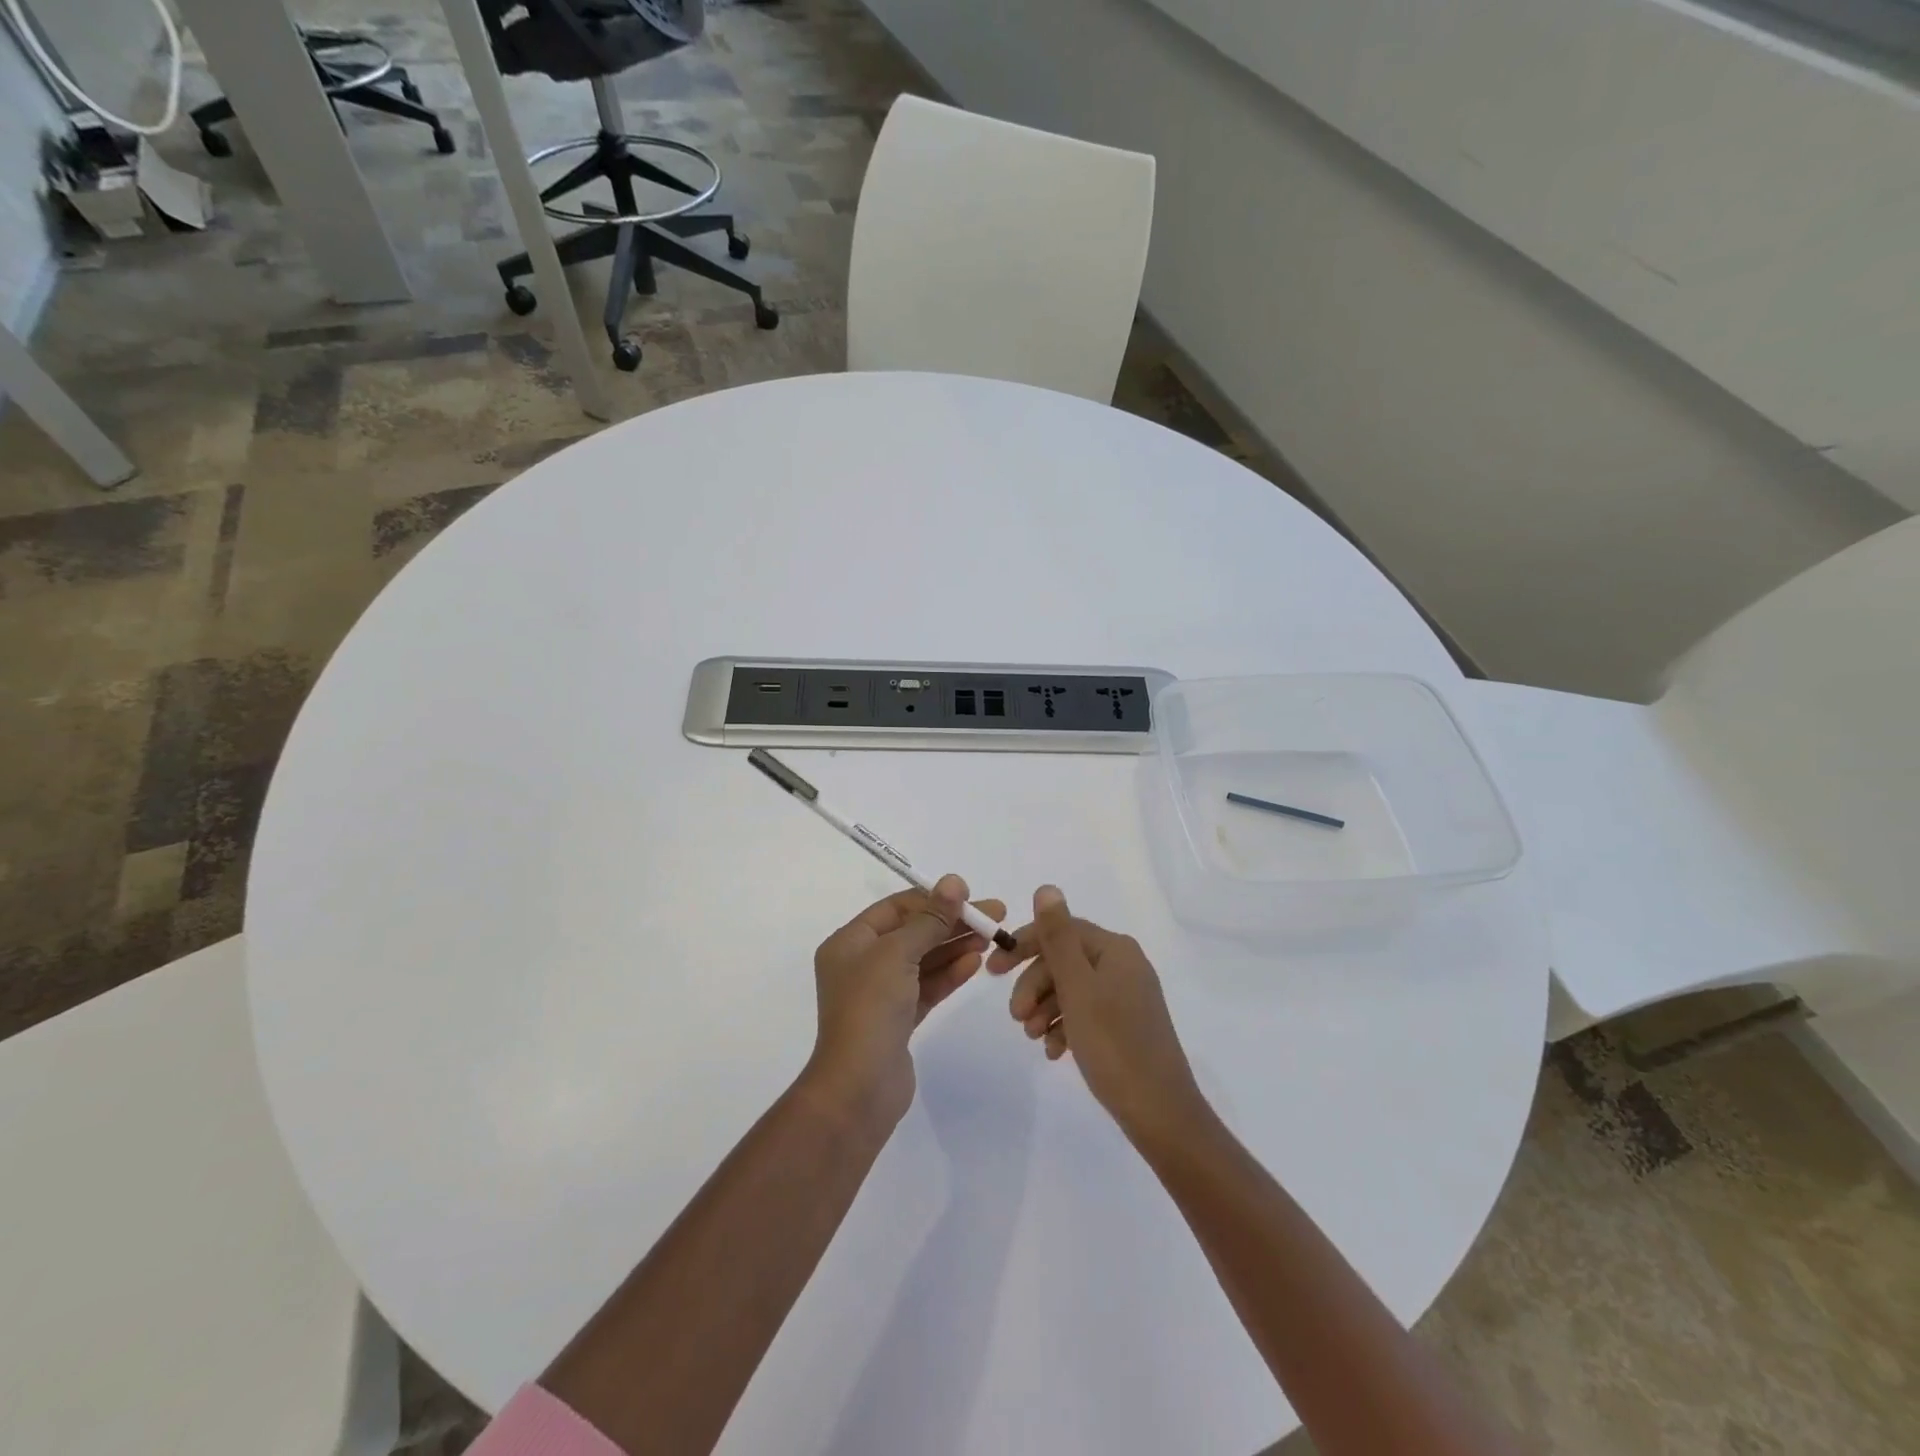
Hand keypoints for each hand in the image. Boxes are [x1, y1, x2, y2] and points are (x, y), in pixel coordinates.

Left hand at [805, 876, 1007, 1128]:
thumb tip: (953, 881)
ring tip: (992, 936)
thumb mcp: (899, 953)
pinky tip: (976, 962)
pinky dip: (950, 973)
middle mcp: (862, 963)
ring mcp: (880, 993)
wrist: (859, 1087)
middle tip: (995, 914)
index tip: (969, 894)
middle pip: (913, 932)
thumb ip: (929, 919)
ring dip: (955, 946)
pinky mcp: (898, 1019)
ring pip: (923, 960)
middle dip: (952, 922)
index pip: (896, 908)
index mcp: (850, 942)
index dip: (933, 898)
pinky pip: (927, 986)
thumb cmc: (871, 1008)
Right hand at [987, 885, 1204, 1142]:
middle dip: (1034, 985)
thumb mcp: (1077, 988)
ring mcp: (1126, 997)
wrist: (1161, 1114)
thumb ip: (1058, 937)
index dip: (1024, 945)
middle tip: (1015, 1017)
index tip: (992, 970)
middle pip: (1064, 961)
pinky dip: (1063, 1027)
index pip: (1061, 930)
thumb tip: (1046, 887)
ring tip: (1032, 1038)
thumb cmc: (1114, 1045)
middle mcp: (1123, 965)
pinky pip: (1084, 1014)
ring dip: (1044, 1009)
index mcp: (1115, 949)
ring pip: (1070, 989)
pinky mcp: (1125, 1025)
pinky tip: (1053, 1052)